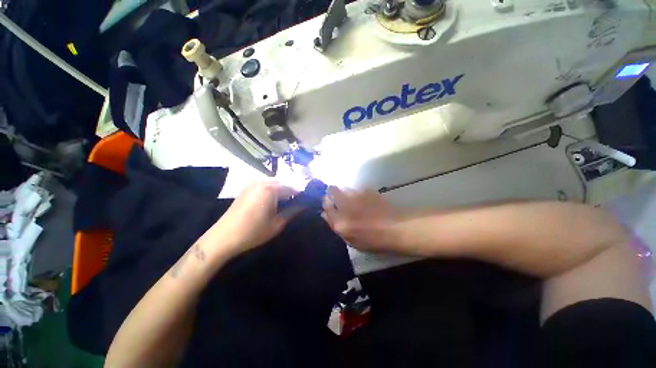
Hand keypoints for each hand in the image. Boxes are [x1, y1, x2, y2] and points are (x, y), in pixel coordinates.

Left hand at [212, 180, 297, 254]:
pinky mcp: (246, 188)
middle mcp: (262, 182)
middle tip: (295, 204)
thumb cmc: (254, 232)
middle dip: (290, 192)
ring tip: (285, 204)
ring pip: (273, 184)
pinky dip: (271, 191)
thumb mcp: (277, 223)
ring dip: (281, 191)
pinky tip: (272, 202)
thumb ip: (292, 211)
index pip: (292, 188)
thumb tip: (304, 204)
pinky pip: (264, 185)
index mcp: (271, 189)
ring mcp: (252, 184)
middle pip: (283, 184)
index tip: (305, 202)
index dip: (300, 195)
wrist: (223, 238)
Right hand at [322, 186, 406, 252]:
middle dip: (332, 192)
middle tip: (337, 196)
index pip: (326, 206)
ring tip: (352, 198)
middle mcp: (346, 207)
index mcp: (340, 222)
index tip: (328, 201)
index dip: (326, 202)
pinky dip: (357, 192)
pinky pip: (357, 189)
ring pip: (344, 188)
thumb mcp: (352, 241)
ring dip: (344, 191)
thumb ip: (337, 227)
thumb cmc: (374, 241)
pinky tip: (363, 199)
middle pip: (333, 192)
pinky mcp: (367, 192)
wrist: (396, 229)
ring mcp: (357, 197)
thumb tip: (325, 214)